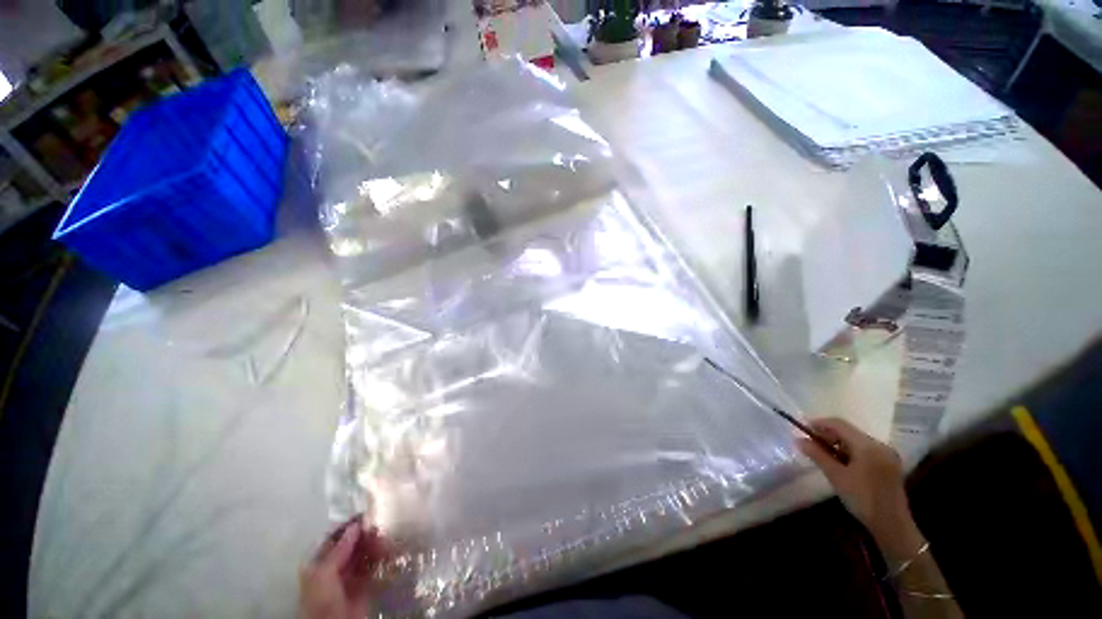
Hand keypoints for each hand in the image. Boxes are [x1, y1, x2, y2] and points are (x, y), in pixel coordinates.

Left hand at [299, 516, 389, 618]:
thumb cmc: (321, 601)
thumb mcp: (323, 575)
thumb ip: (338, 551)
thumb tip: (355, 525)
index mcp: (319, 563)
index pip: (335, 538)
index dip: (349, 526)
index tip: (367, 513)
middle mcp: (334, 567)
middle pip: (351, 545)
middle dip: (365, 534)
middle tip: (382, 522)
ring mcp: (349, 577)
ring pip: (363, 554)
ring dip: (375, 545)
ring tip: (389, 534)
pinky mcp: (364, 585)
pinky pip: (373, 567)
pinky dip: (381, 558)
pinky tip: (390, 549)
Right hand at [798, 418, 924, 563]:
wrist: (892, 525)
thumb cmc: (862, 499)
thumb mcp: (836, 476)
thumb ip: (818, 455)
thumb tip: (798, 439)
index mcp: (868, 446)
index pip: (839, 424)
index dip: (819, 423)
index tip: (802, 428)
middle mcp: (880, 445)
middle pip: (849, 431)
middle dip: (828, 434)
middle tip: (811, 443)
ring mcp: (887, 454)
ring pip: (857, 440)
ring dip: (838, 443)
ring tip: (824, 454)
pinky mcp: (889, 464)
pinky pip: (865, 449)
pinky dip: (850, 451)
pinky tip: (841, 462)